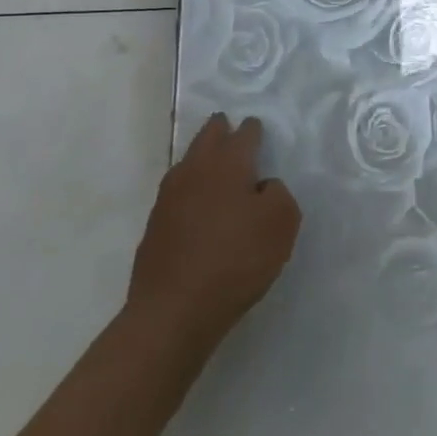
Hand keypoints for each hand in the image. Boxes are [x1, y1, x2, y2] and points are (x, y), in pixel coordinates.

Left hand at [128, 114, 300, 347]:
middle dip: (219, 130)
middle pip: (207, 139)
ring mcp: (168, 199)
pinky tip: (197, 203)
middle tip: (227, 124)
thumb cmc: (236, 259)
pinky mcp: (155, 227)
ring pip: (187, 164)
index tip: (256, 127)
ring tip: (212, 160)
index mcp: (228, 165)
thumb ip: (279, 194)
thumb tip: (263, 187)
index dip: (253, 129)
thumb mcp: (281, 223)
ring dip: (200, 156)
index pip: (243, 135)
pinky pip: (177, 193)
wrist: (174, 311)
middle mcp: (194, 172)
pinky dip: (190, 188)